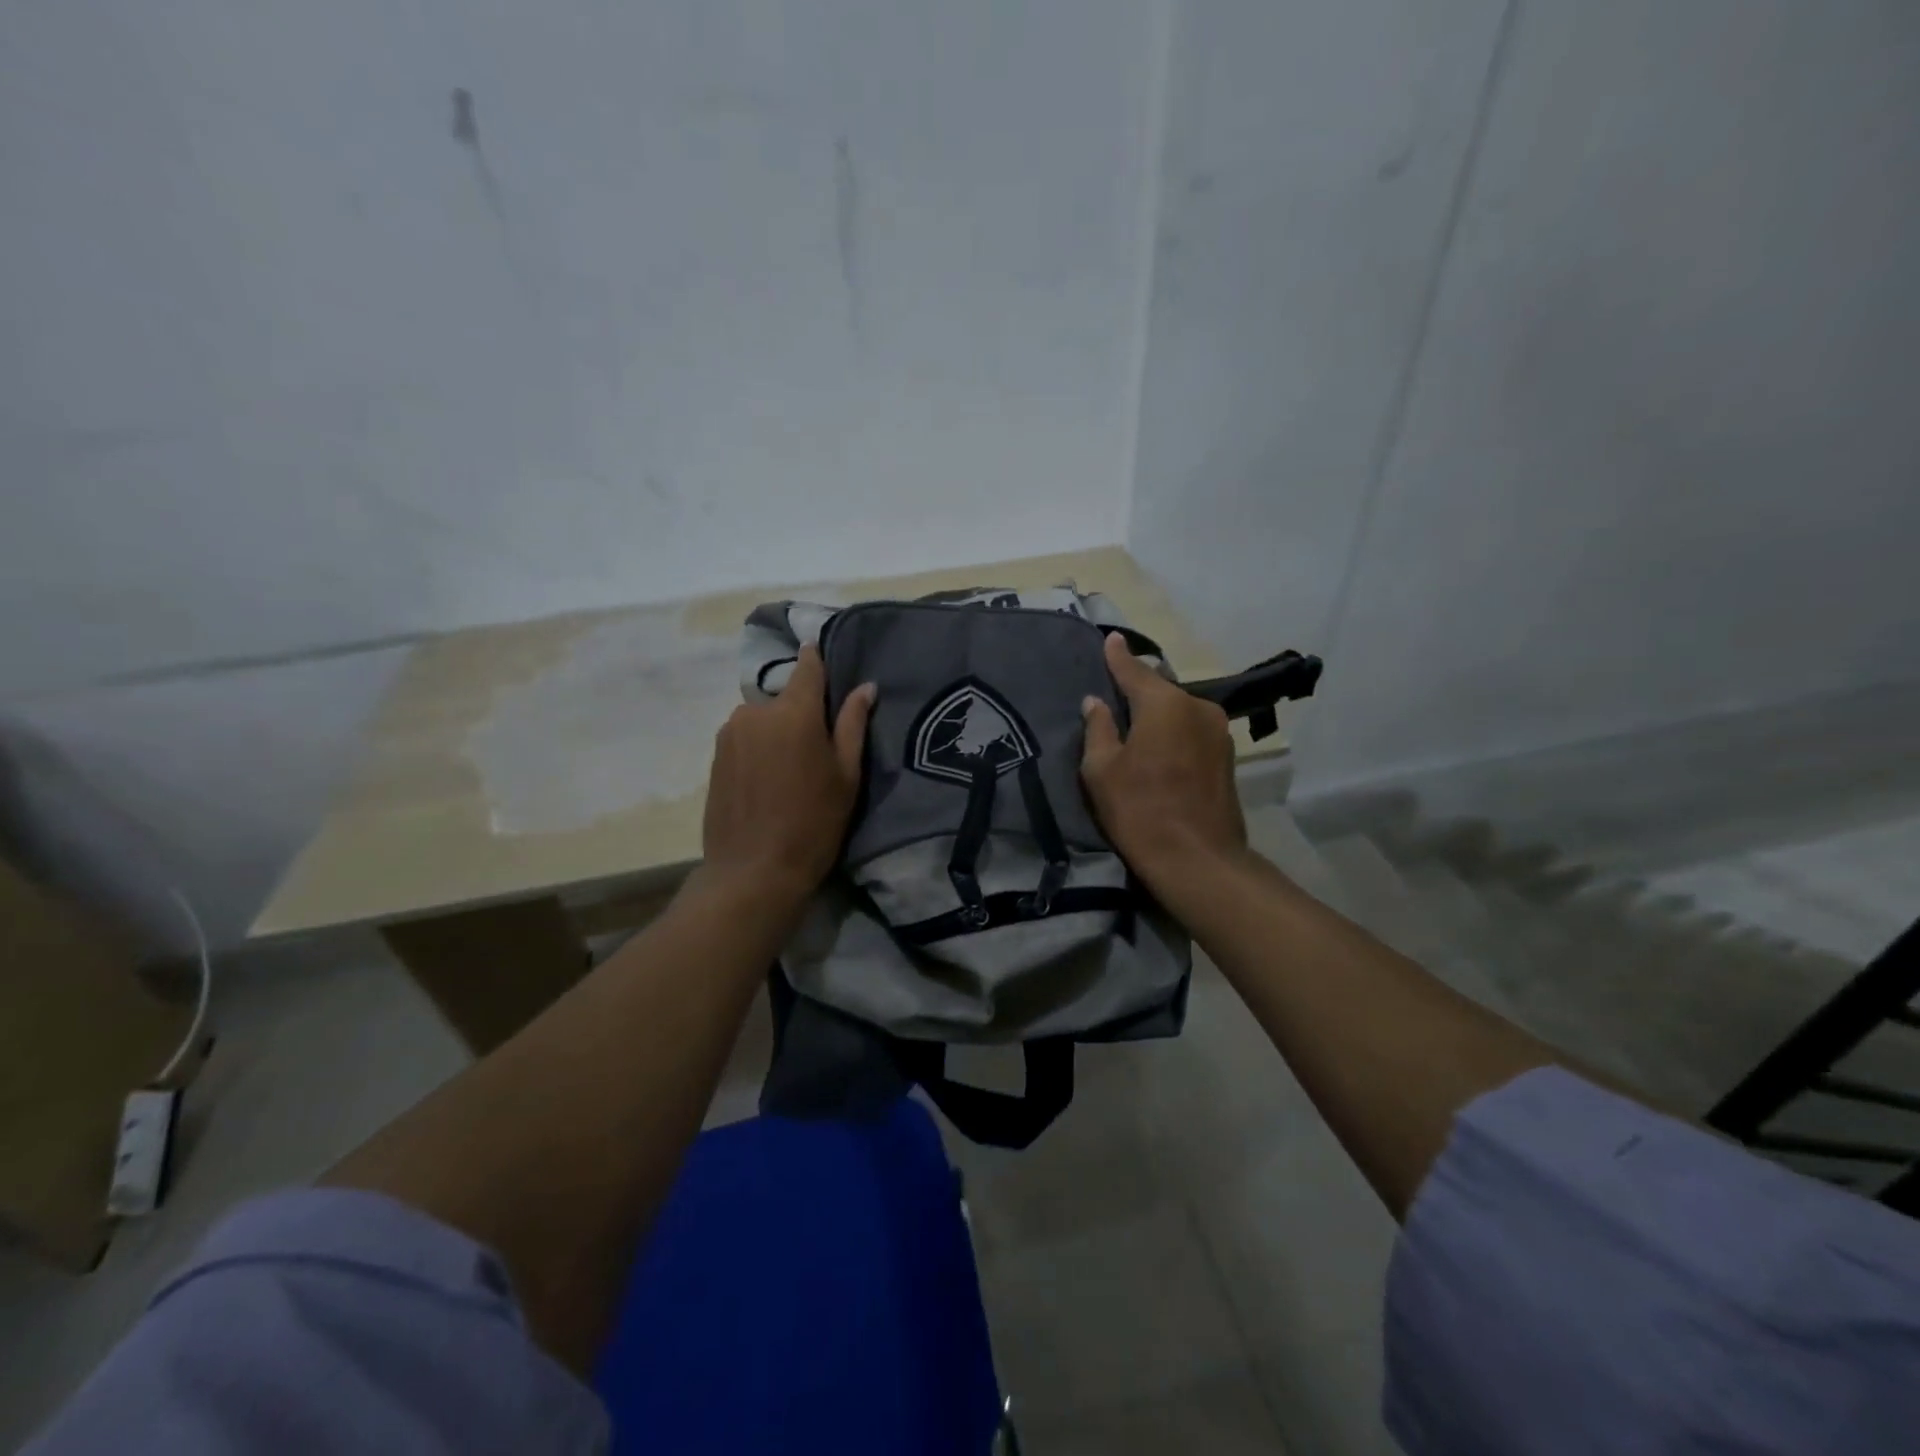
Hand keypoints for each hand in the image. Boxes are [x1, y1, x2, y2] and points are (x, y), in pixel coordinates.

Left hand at [701, 645, 874, 904]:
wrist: (753, 872)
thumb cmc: (813, 823)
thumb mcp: (846, 775)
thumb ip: (853, 724)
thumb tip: (865, 687)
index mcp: (794, 710)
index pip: (807, 665)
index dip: (818, 660)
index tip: (827, 663)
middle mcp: (756, 711)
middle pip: (784, 696)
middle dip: (801, 710)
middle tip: (817, 746)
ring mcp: (729, 732)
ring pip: (763, 718)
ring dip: (777, 730)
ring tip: (790, 769)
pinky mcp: (715, 755)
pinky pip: (745, 737)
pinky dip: (759, 748)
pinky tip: (768, 781)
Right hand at [1081, 632, 1246, 895]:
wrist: (1198, 860)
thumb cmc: (1140, 811)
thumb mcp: (1102, 770)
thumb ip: (1098, 728)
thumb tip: (1096, 702)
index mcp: (1164, 704)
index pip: (1134, 670)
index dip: (1118, 656)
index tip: (1110, 638)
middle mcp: (1197, 707)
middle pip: (1160, 689)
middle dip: (1138, 688)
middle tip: (1116, 690)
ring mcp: (1218, 732)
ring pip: (1179, 710)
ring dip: (1158, 712)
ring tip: (1136, 721)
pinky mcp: (1227, 757)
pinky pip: (1192, 730)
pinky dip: (1174, 730)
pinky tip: (1160, 745)